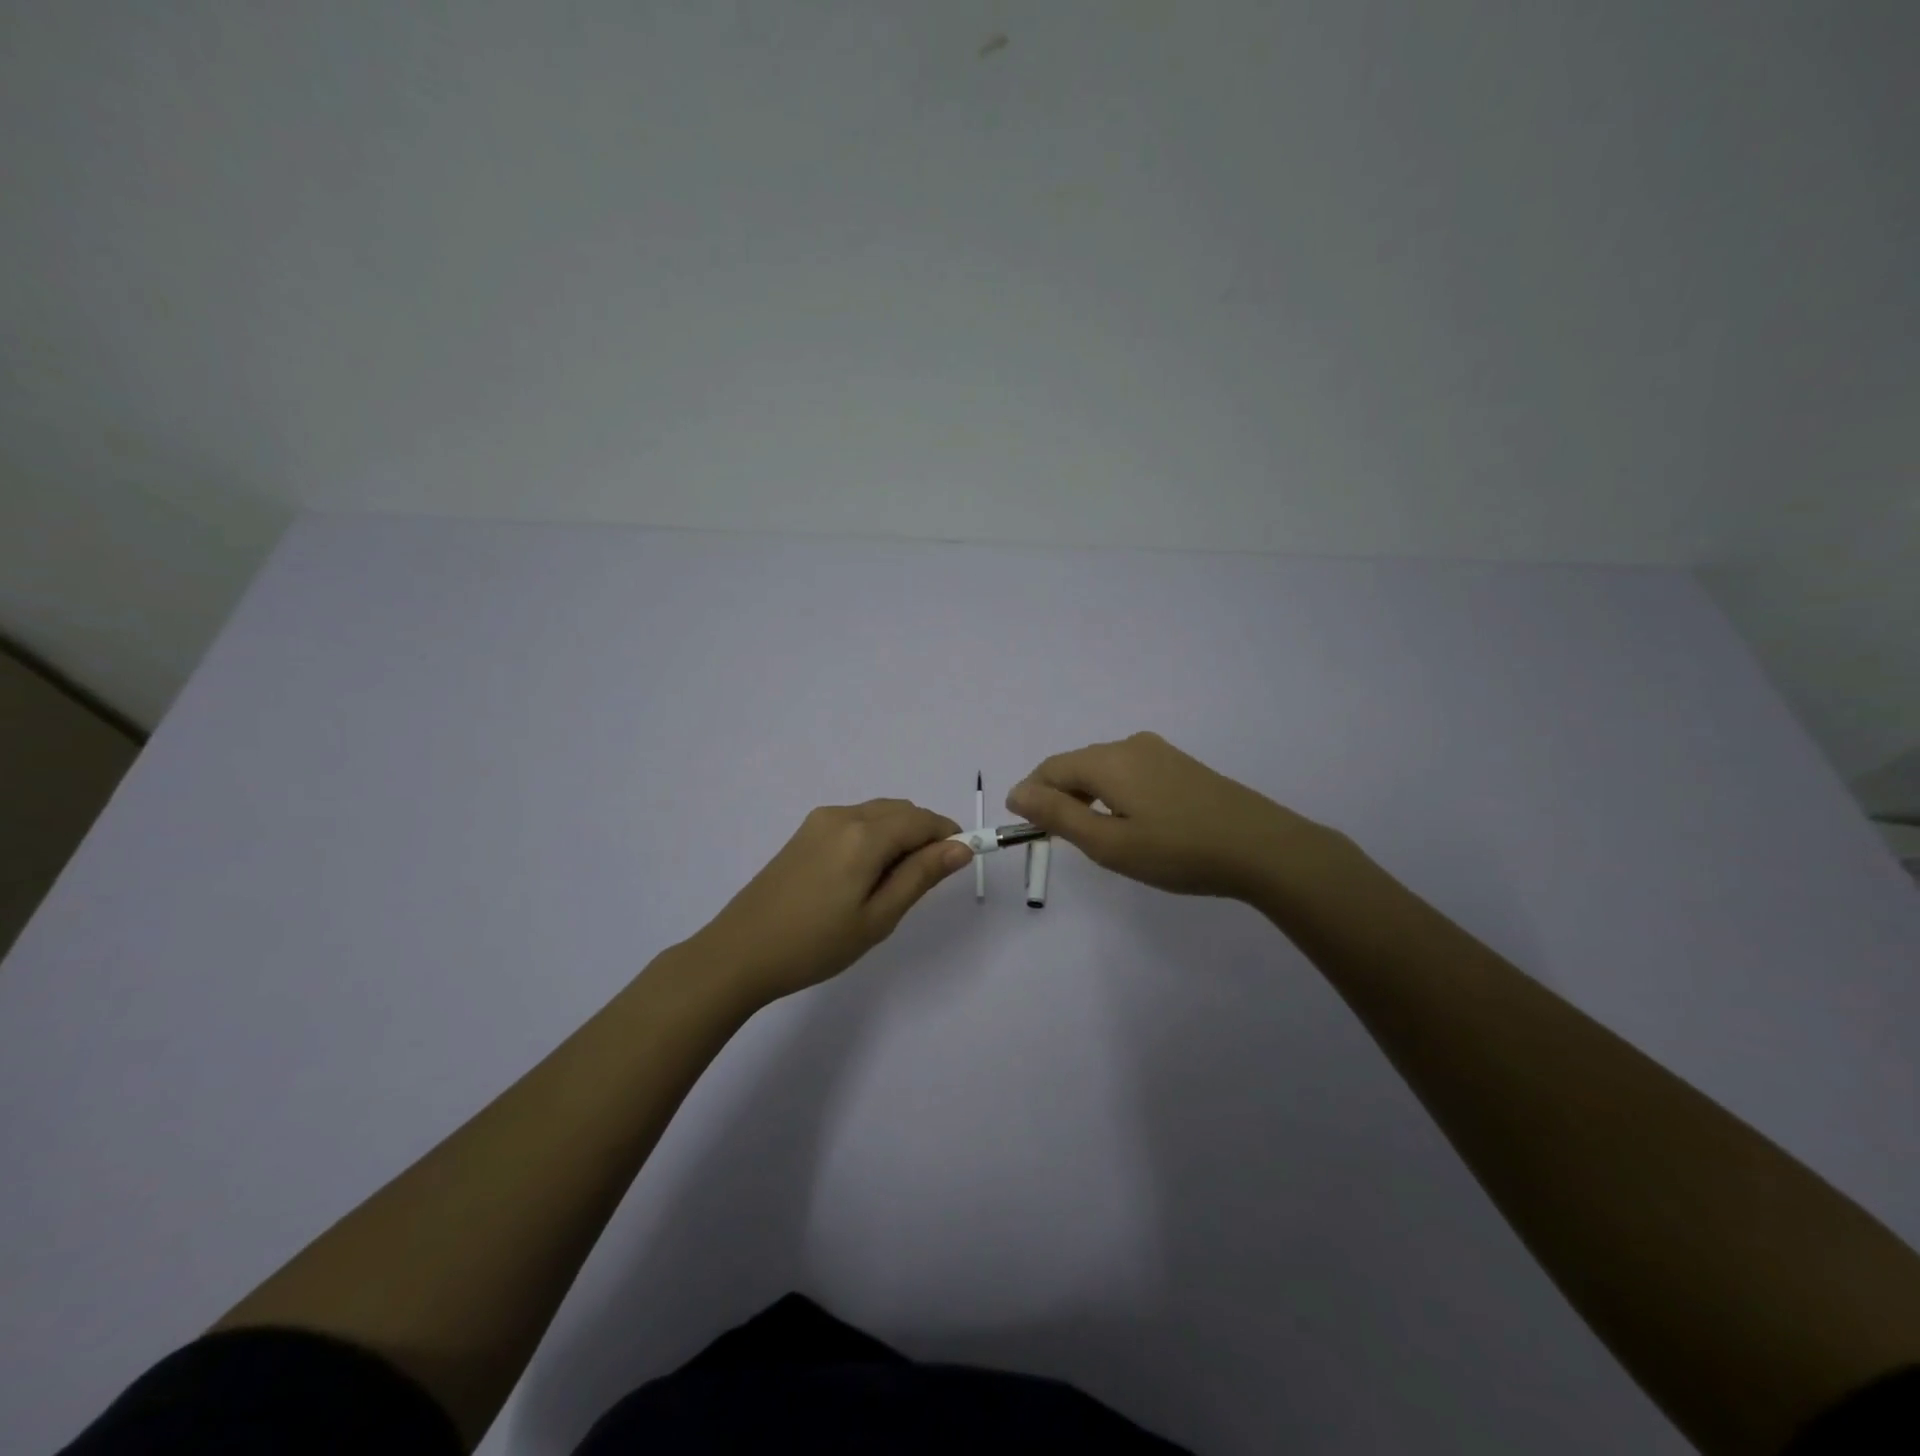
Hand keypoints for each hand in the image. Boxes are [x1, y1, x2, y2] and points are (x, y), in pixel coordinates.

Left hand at [690, 799, 970, 1005]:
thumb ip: (921, 876)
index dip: (949, 836)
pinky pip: (855, 822)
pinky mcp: (804, 832)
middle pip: (901, 811)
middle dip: (924, 835)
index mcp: (864, 834)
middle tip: (924, 883)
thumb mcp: (878, 917)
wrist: (740, 952)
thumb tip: (961, 847)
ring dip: (899, 835)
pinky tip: (862, 876)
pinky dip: (874, 837)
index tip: (960, 863)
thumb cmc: (816, 943)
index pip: (923, 820)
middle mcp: (843, 815)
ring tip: (891, 884)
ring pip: (878, 814)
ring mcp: (820, 821)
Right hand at [1008, 732, 1325, 901]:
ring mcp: (1159, 752)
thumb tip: (1017, 793)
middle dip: (1059, 797)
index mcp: (1108, 760)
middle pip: (1077, 765)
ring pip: (1104, 769)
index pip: (1050, 768)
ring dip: (1087, 797)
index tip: (1025, 829)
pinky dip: (1114, 794)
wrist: (1263, 848)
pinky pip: (1130, 772)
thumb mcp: (1109, 843)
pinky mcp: (1180, 765)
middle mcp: (1130, 745)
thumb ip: (1058, 816)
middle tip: (1060, 840)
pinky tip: (1131, 823)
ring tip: (1095, 836)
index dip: (1031, 795)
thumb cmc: (1178, 851)